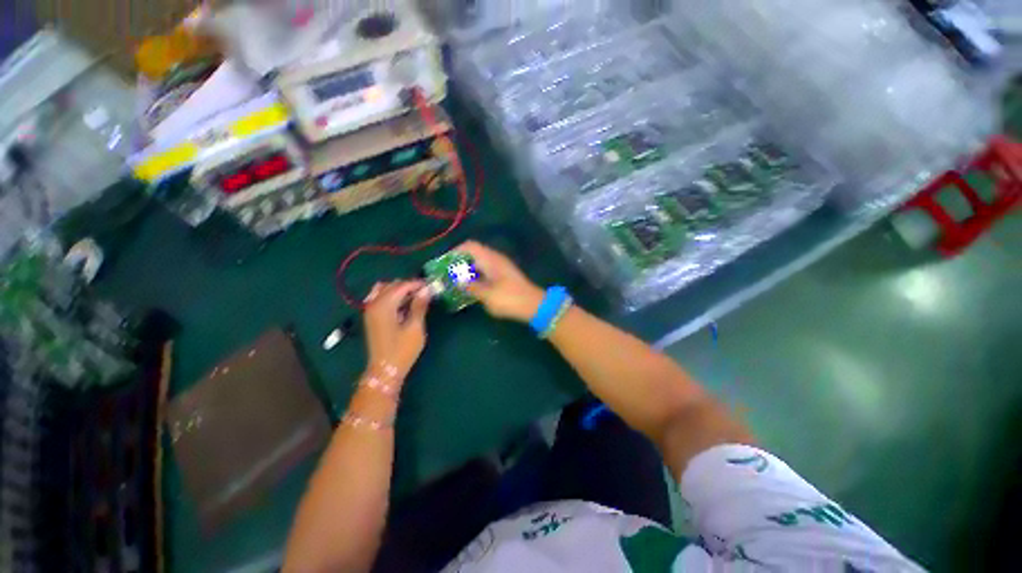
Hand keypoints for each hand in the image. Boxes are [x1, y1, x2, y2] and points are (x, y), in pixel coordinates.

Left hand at [363, 281, 431, 380]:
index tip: (432, 285)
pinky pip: (380, 298)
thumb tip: (426, 289)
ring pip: (384, 290)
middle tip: (425, 292)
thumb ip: (419, 306)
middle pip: (391, 285)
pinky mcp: (371, 317)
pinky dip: (392, 296)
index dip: (417, 284)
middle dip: (408, 285)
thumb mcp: (415, 327)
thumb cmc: (402, 350)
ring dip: (399, 290)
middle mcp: (373, 304)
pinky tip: (403, 304)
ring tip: (415, 297)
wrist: (385, 370)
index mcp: (384, 305)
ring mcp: (370, 310)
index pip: (401, 286)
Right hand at [455, 241, 543, 322]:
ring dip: (467, 270)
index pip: (470, 246)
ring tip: (454, 282)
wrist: (534, 305)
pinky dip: (475, 276)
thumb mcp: (487, 295)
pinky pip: (485, 271)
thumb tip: (456, 281)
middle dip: (459, 262)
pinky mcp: (503, 276)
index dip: (455, 251)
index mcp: (490, 259)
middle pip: (473, 253)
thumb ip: (470, 286)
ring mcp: (500, 267)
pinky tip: (469, 288)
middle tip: (447, 274)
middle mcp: (495, 259)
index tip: (444, 263)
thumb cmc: (510, 298)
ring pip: (479, 263)